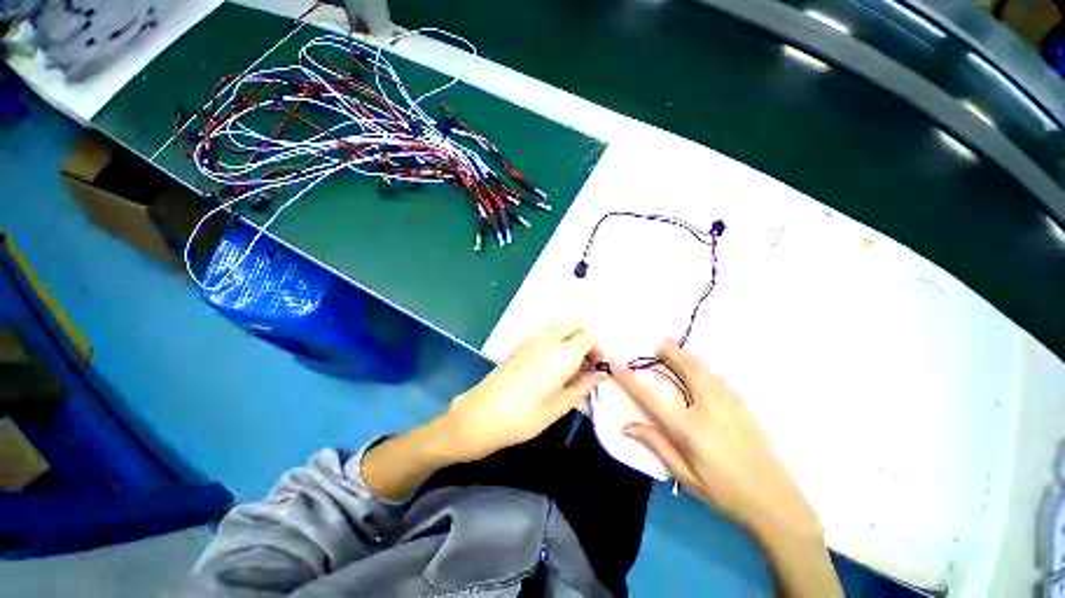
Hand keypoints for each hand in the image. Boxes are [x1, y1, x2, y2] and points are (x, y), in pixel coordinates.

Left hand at [444, 324, 605, 462]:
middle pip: (574, 326)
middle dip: (585, 341)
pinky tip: (552, 364)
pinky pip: (546, 333)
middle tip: (586, 365)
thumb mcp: (559, 406)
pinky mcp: (520, 344)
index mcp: (561, 353)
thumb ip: (583, 385)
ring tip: (570, 367)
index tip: (597, 368)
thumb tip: (601, 374)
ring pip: (560, 328)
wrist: (481, 414)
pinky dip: (557, 341)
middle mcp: (547, 338)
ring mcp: (531, 339)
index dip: (597, 350)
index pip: (588, 337)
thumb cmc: (524, 416)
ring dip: (571, 340)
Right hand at [614, 341, 820, 540]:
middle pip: (687, 371)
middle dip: (672, 353)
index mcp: (690, 431)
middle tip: (660, 343)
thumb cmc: (725, 492)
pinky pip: (721, 379)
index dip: (630, 381)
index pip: (651, 399)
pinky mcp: (745, 407)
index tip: (616, 364)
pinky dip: (706, 368)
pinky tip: (702, 369)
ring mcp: (731, 405)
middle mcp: (709, 411)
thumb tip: (627, 427)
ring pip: (706, 370)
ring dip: (689, 356)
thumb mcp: (686, 476)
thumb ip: (657, 446)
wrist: (775, 501)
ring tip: (676, 348)